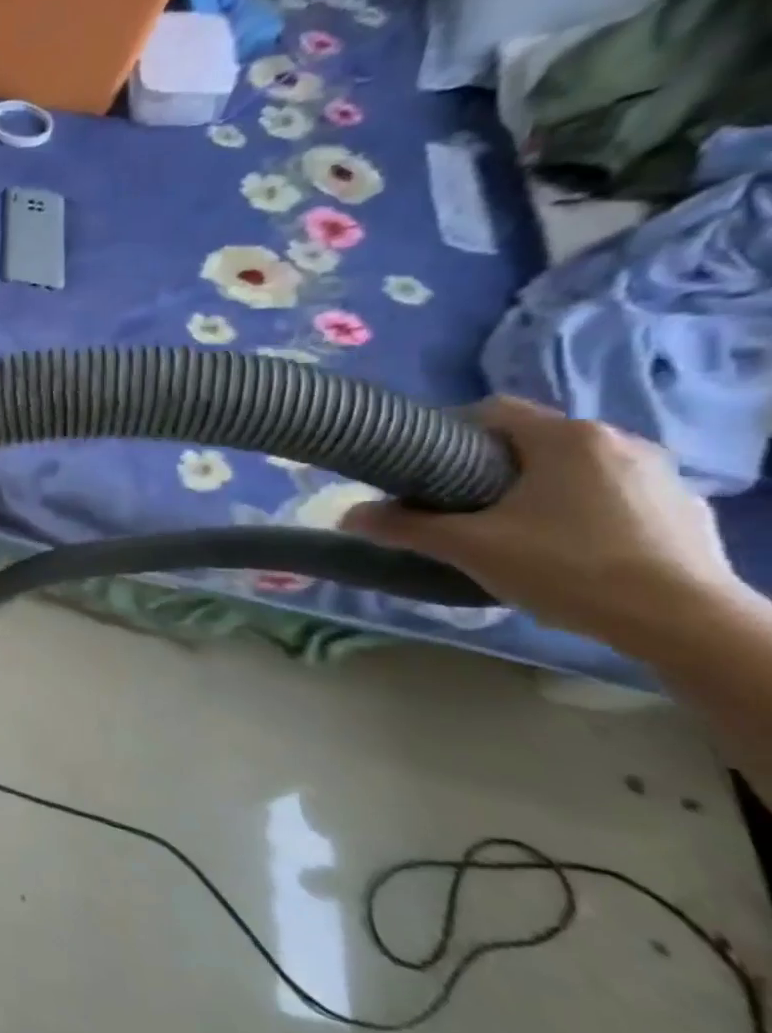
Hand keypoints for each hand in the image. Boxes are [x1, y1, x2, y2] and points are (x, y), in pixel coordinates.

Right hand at [341, 396, 750, 655]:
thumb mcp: (469, 548)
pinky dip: (583, 509)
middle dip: (490, 466)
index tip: (425, 468)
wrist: (684, 622)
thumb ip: (404, 527)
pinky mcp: (685, 507)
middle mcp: (617, 440)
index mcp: (566, 437)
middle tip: (459, 505)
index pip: (492, 410)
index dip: (449, 432)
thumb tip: (347, 515)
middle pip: (532, 439)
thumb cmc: (567, 568)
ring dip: (538, 487)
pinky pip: (614, 493)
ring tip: (512, 529)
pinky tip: (570, 549)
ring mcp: (660, 473)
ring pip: (573, 466)